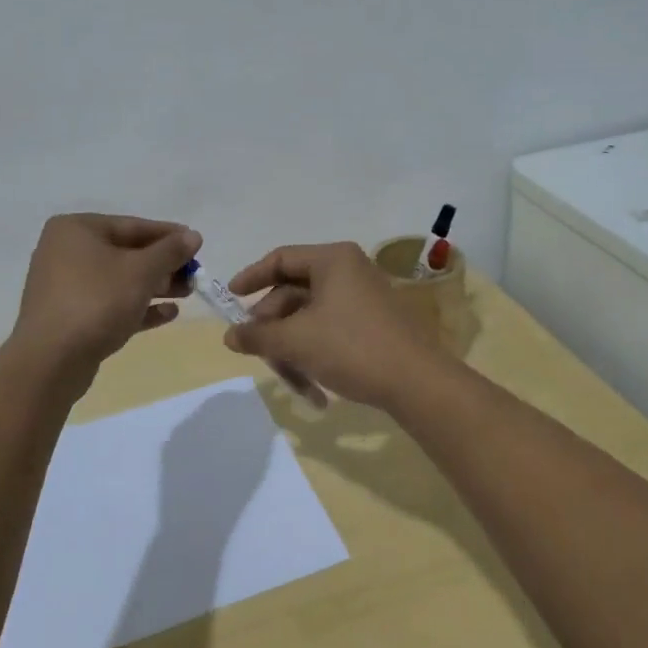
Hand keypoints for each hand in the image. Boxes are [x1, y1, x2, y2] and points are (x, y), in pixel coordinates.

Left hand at [11, 214, 200, 370]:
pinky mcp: (70, 317)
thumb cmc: (97, 301)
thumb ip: (170, 251)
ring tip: (187, 294)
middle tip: (195, 274)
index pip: (132, 225)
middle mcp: (66, 252)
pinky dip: (137, 307)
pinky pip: (110, 304)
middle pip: (126, 253)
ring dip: (155, 286)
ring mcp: (65, 286)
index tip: (197, 244)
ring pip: (119, 280)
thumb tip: (193, 236)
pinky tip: (169, 314)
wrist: (51, 361)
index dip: (169, 235)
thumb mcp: (141, 271)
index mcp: (76, 229)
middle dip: (163, 265)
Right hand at [223, 242, 443, 409]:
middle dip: (273, 326)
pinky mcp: (373, 323)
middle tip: (258, 352)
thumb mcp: (296, 341)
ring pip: (310, 317)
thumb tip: (230, 336)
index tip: (230, 300)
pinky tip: (313, 388)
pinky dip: (315, 352)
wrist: (418, 383)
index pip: (280, 259)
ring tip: (290, 381)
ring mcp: (363, 297)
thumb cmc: (351, 348)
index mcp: (333, 259)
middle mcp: (349, 270)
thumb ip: (257, 335)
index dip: (251, 278)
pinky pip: (330, 330)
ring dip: (293, 348)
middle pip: (294, 292)